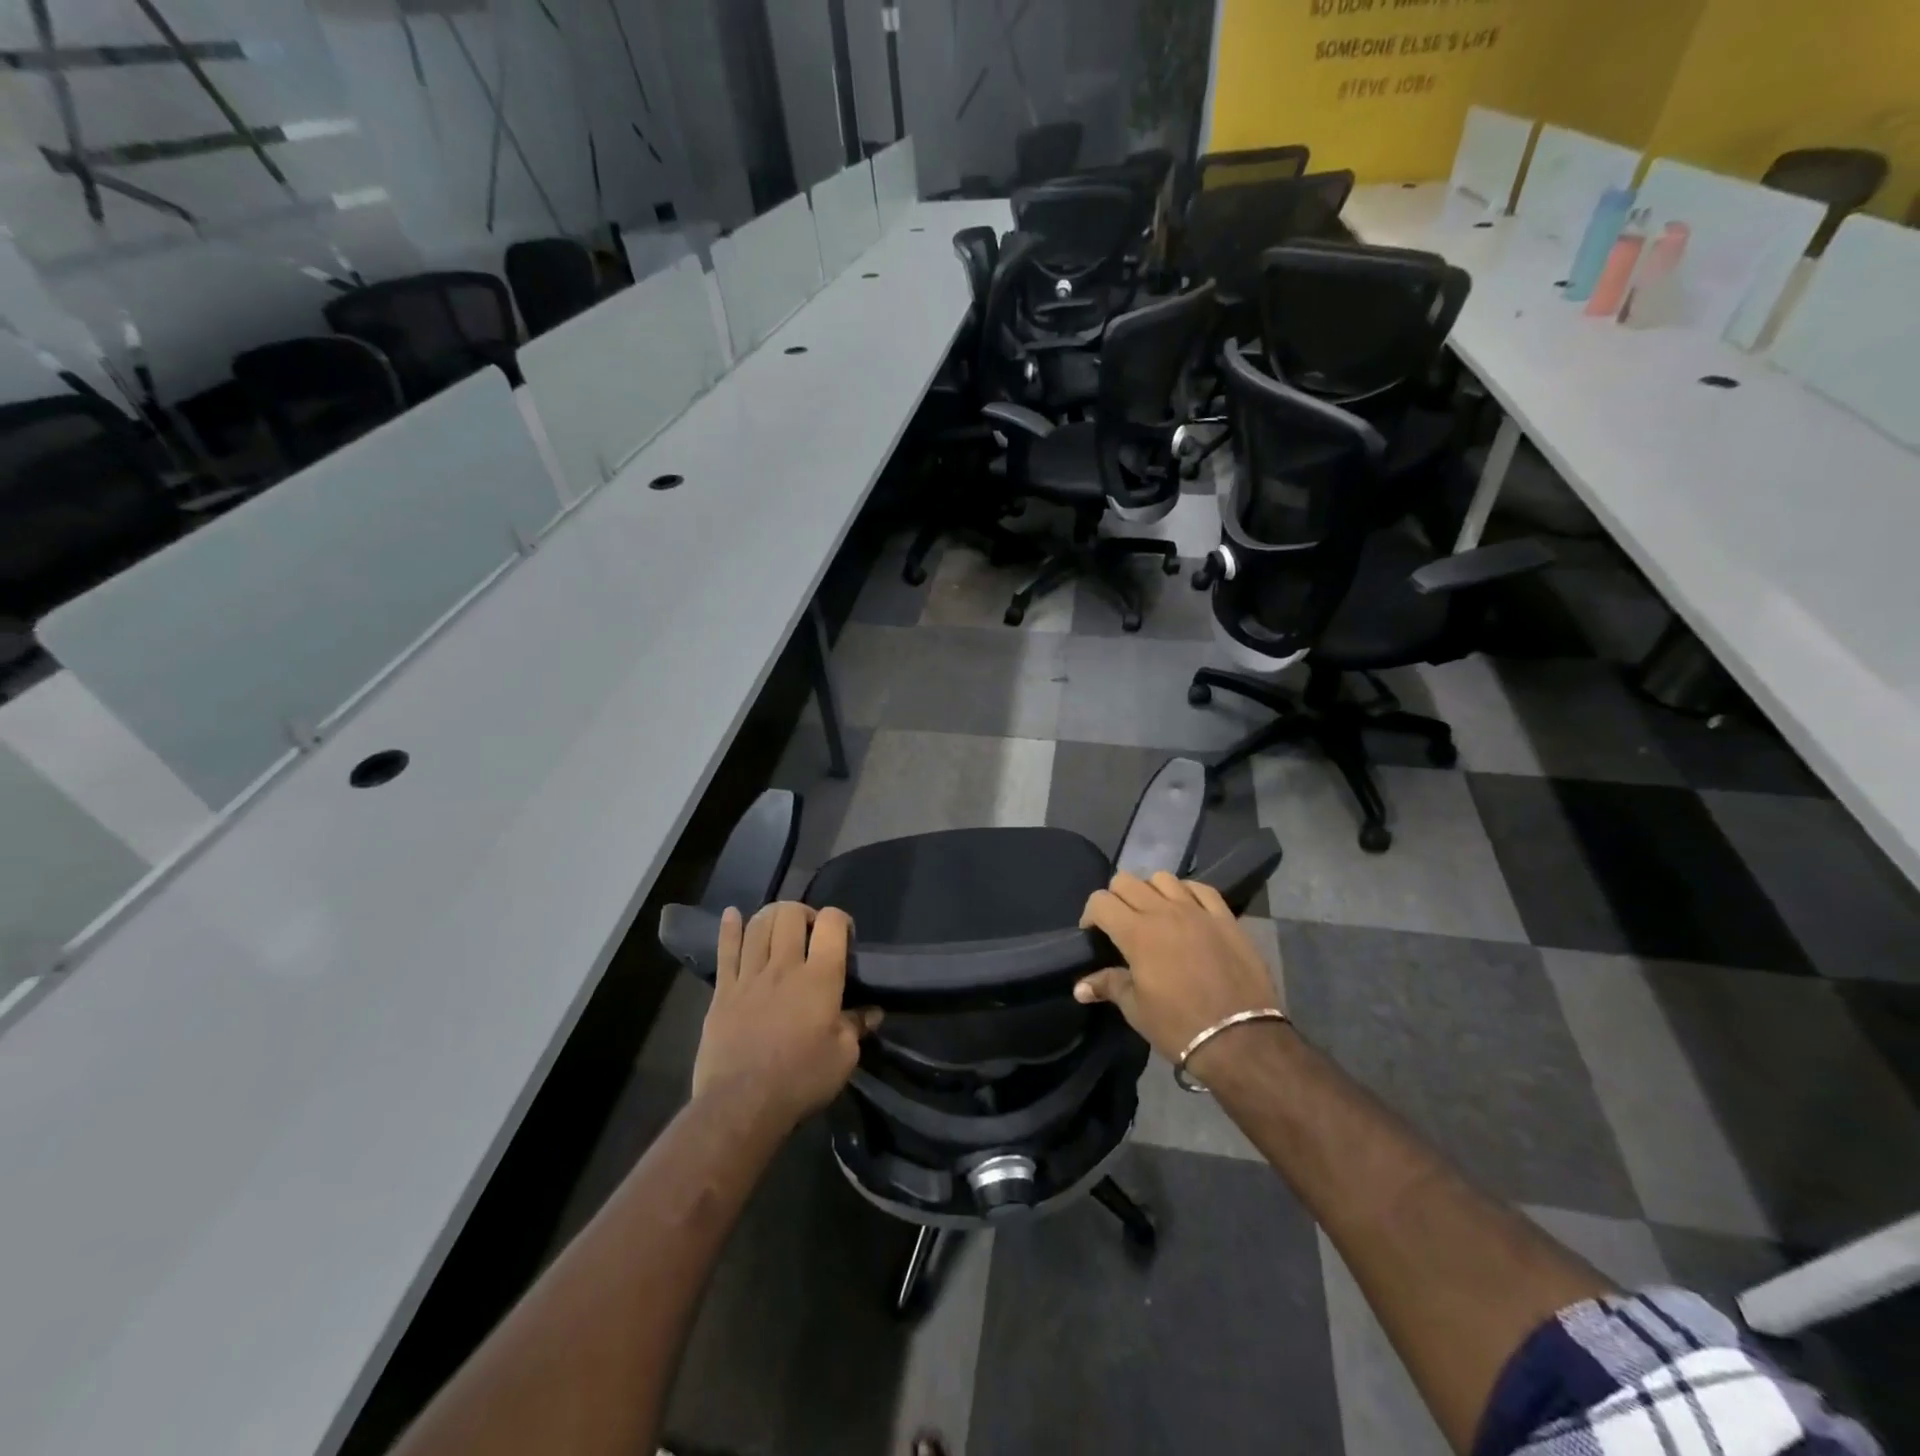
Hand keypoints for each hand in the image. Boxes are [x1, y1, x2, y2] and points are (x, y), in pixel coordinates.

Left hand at [692, 903, 881, 1131]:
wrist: (741, 1106)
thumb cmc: (800, 1081)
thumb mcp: (843, 1058)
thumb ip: (857, 1027)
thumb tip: (872, 1012)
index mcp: (820, 978)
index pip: (831, 924)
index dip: (839, 919)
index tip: (843, 935)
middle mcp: (785, 967)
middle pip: (790, 914)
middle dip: (804, 913)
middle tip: (810, 931)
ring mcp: (750, 976)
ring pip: (759, 925)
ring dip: (772, 916)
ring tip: (780, 925)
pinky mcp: (723, 992)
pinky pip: (725, 950)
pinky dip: (729, 928)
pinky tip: (732, 914)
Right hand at [1076, 872, 1281, 1072]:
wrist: (1241, 1039)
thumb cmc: (1180, 1026)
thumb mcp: (1136, 1010)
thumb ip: (1108, 986)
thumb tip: (1079, 988)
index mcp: (1137, 933)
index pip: (1101, 901)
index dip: (1091, 914)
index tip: (1094, 934)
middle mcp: (1164, 912)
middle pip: (1127, 881)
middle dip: (1116, 898)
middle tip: (1120, 924)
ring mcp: (1197, 911)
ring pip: (1163, 878)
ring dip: (1150, 891)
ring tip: (1154, 915)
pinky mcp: (1225, 917)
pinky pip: (1201, 888)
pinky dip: (1187, 892)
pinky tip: (1186, 910)